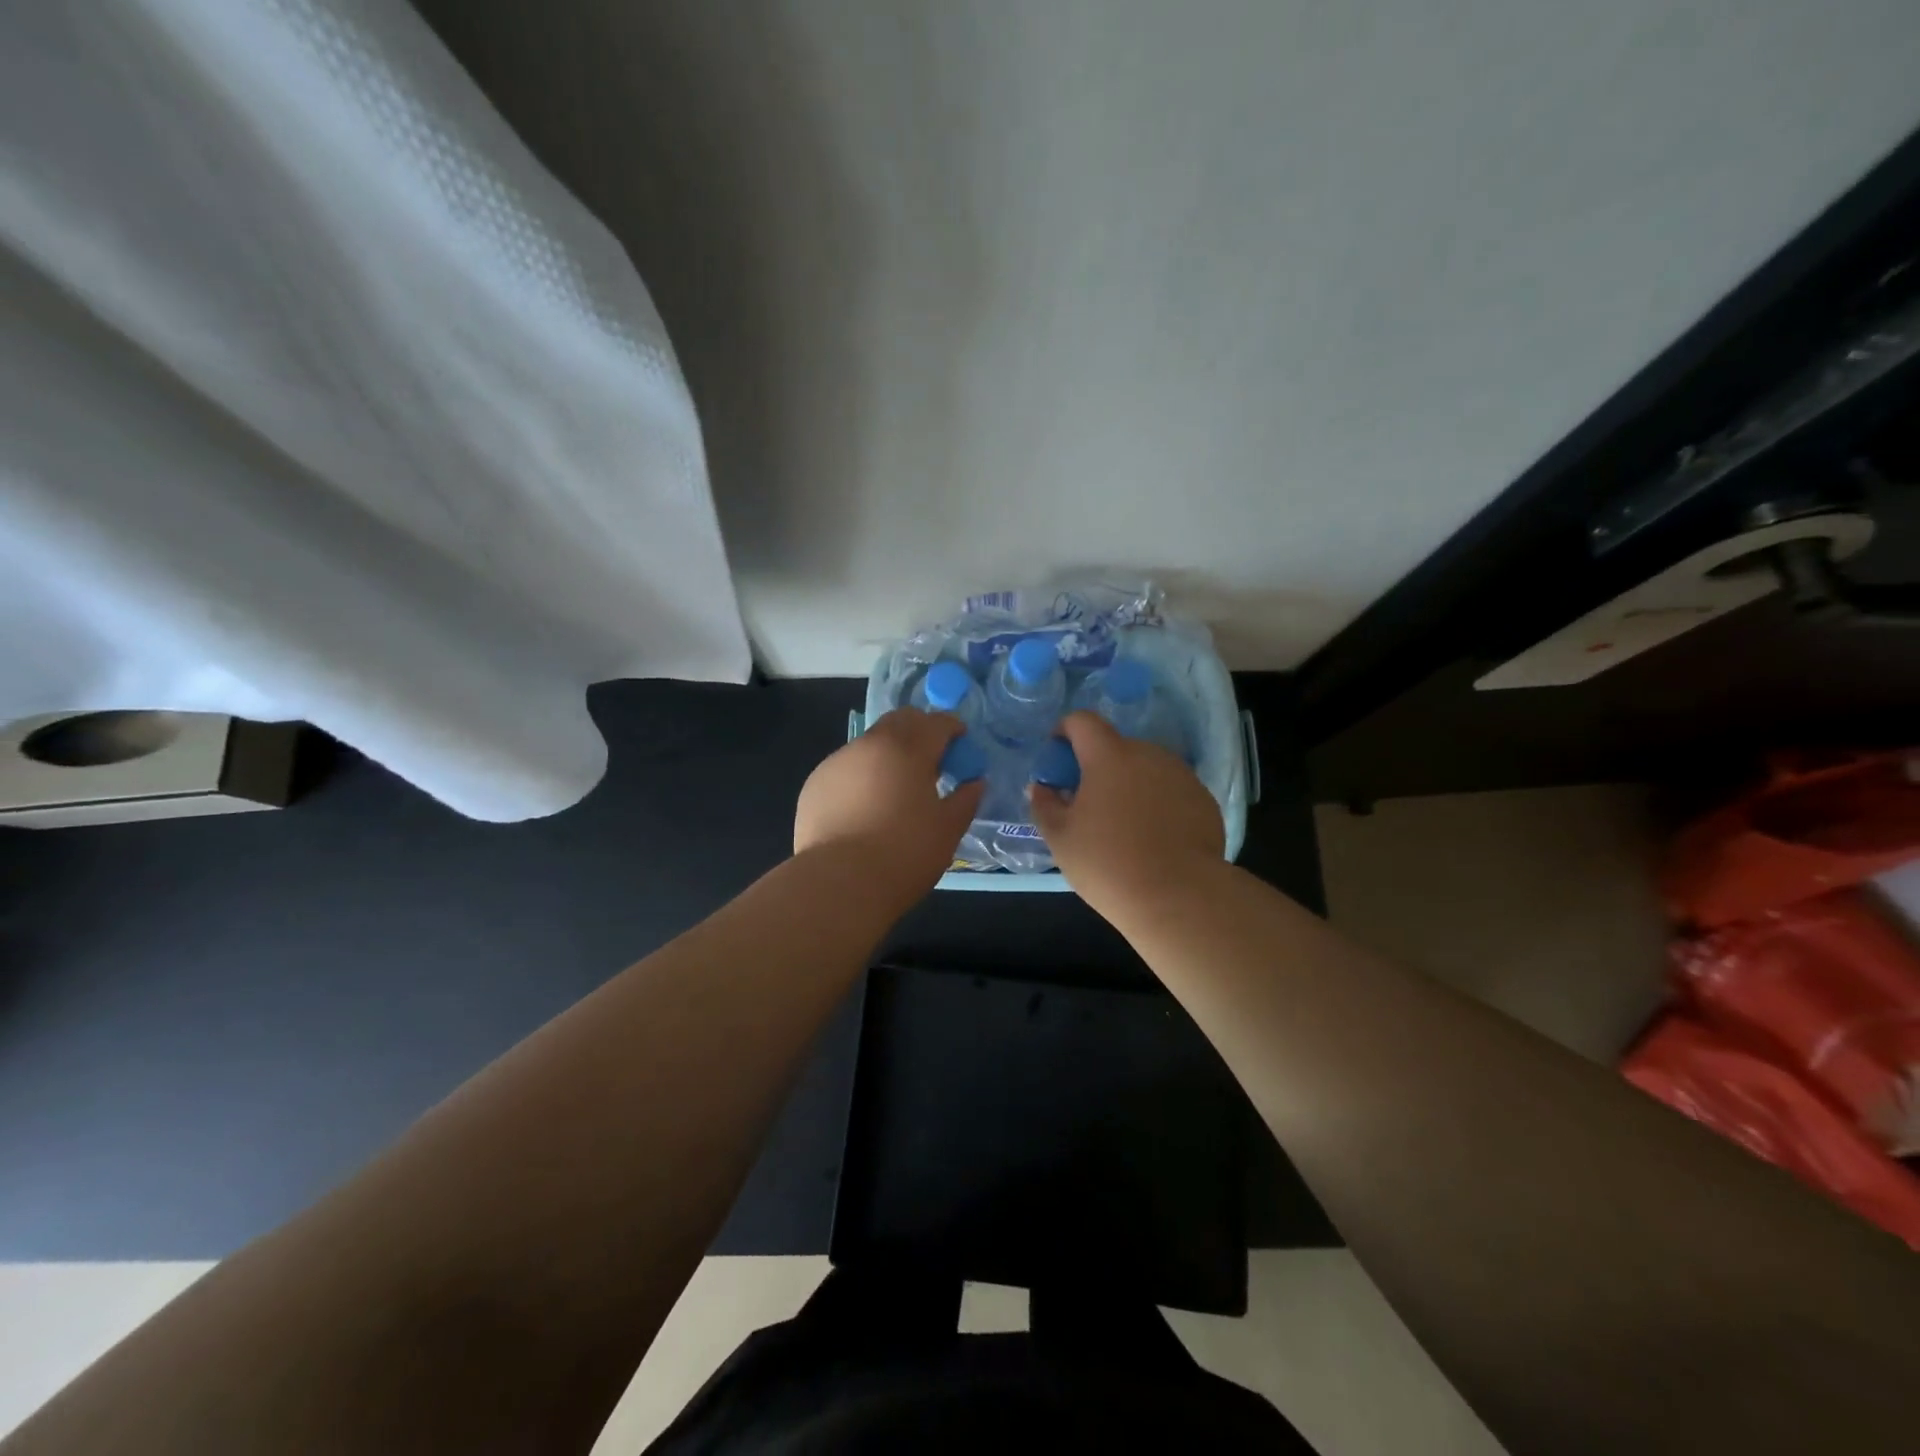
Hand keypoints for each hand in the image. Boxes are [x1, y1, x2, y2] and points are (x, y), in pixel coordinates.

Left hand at [794, 708, 983, 906]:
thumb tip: (975, 783)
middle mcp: (870, 744)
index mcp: (907, 748)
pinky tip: (865, 808)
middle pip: (900, 721)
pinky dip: (862, 776)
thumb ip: (965, 800)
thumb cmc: (904, 854)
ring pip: (870, 744)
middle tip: (931, 761)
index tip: (961, 745)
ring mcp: (837, 761)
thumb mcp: (947, 830)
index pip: (937, 722)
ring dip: (888, 754)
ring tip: (895, 789)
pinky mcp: (815, 783)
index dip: (953, 729)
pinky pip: (846, 768)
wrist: (838, 883)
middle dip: (919, 732)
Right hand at [1028, 712, 1223, 920]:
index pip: (1082, 721)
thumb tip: (1041, 787)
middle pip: (1116, 747)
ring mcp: (1181, 775)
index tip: (1058, 756)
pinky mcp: (1204, 800)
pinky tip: (1154, 839)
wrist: (1180, 897)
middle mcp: (1149, 754)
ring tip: (1124, 826)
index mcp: (1109, 756)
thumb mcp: (1060, 839)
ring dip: (1130, 785)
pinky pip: (1171, 791)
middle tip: (1088, 803)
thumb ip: (1044, 805)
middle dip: (1098, 766)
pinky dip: (1158, 804)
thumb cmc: (1108, 863)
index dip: (1065, 731)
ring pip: (1146, 769)